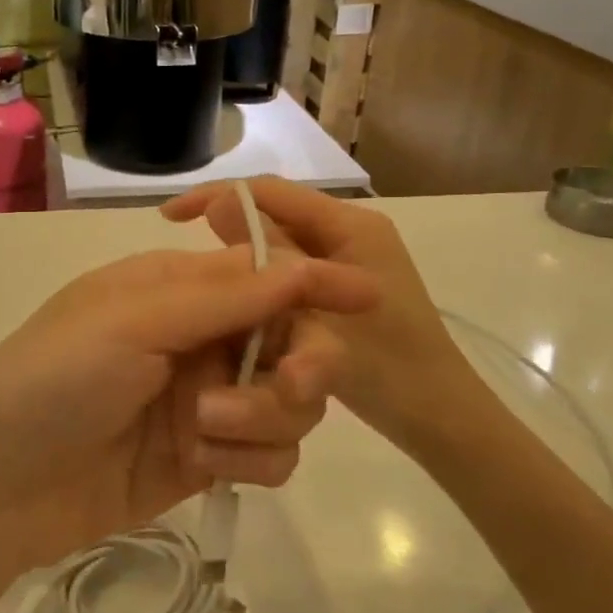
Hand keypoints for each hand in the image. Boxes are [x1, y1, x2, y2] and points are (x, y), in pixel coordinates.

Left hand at [0, 245, 378, 578]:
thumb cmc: (53, 382)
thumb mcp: (132, 323)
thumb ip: (221, 297)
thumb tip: (300, 263)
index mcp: (173, 290)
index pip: (262, 276)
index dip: (314, 285)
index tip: (371, 295)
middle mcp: (195, 340)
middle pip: (287, 341)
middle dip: (296, 365)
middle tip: (293, 386)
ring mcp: (202, 403)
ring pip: (287, 403)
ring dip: (263, 416)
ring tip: (204, 432)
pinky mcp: (204, 461)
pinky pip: (269, 455)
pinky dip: (252, 459)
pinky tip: (206, 466)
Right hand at [163, 178, 473, 447]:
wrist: (441, 421)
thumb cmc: (388, 369)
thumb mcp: (316, 317)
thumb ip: (268, 260)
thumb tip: (218, 206)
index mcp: (350, 227)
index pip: (271, 191)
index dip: (218, 196)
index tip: (171, 217)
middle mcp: (350, 234)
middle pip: (276, 216)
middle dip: (228, 230)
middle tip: (185, 263)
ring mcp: (350, 262)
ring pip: (282, 247)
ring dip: (243, 260)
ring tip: (204, 285)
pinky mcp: (345, 290)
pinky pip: (293, 274)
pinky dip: (263, 283)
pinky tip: (239, 307)